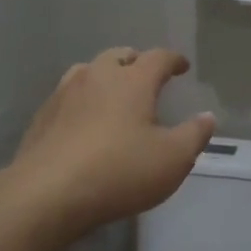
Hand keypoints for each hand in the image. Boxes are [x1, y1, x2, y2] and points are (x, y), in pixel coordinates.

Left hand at [8, 47, 216, 242]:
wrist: (47, 194)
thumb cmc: (119, 172)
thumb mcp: (172, 159)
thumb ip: (194, 135)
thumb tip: (207, 116)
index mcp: (131, 81)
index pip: (158, 58)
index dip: (173, 60)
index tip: (182, 66)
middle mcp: (96, 76)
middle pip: (119, 56)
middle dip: (136, 62)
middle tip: (147, 76)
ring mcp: (64, 94)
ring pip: (88, 71)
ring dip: (105, 76)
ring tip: (114, 93)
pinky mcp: (43, 116)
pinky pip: (68, 96)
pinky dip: (82, 99)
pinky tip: (84, 120)